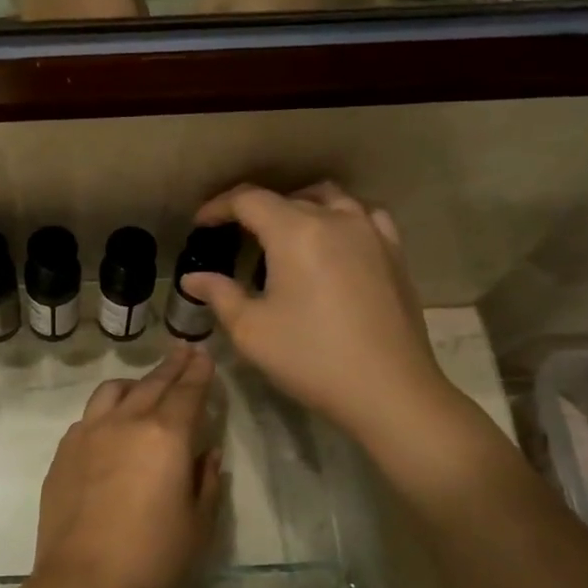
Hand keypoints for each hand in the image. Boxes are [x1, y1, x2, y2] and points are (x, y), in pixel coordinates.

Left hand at [34, 345, 223, 587]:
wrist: (83, 582)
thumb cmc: (152, 558)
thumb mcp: (199, 525)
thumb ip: (207, 481)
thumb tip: (207, 453)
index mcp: (165, 435)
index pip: (187, 392)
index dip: (199, 372)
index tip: (204, 355)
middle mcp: (125, 422)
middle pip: (152, 384)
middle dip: (172, 366)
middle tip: (183, 351)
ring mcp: (88, 434)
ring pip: (113, 392)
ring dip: (135, 383)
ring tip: (144, 385)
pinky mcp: (63, 453)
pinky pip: (88, 417)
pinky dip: (106, 410)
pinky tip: (110, 424)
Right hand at [182, 182, 460, 448]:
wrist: (388, 389)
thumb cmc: (310, 357)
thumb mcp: (251, 330)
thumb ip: (219, 294)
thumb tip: (193, 278)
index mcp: (296, 231)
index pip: (249, 199)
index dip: (219, 206)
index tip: (201, 223)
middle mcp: (336, 219)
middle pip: (287, 198)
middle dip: (255, 210)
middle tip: (235, 236)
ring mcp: (371, 233)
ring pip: (329, 199)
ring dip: (299, 208)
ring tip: (283, 234)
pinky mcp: (394, 253)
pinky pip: (363, 217)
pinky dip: (339, 219)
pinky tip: (333, 243)